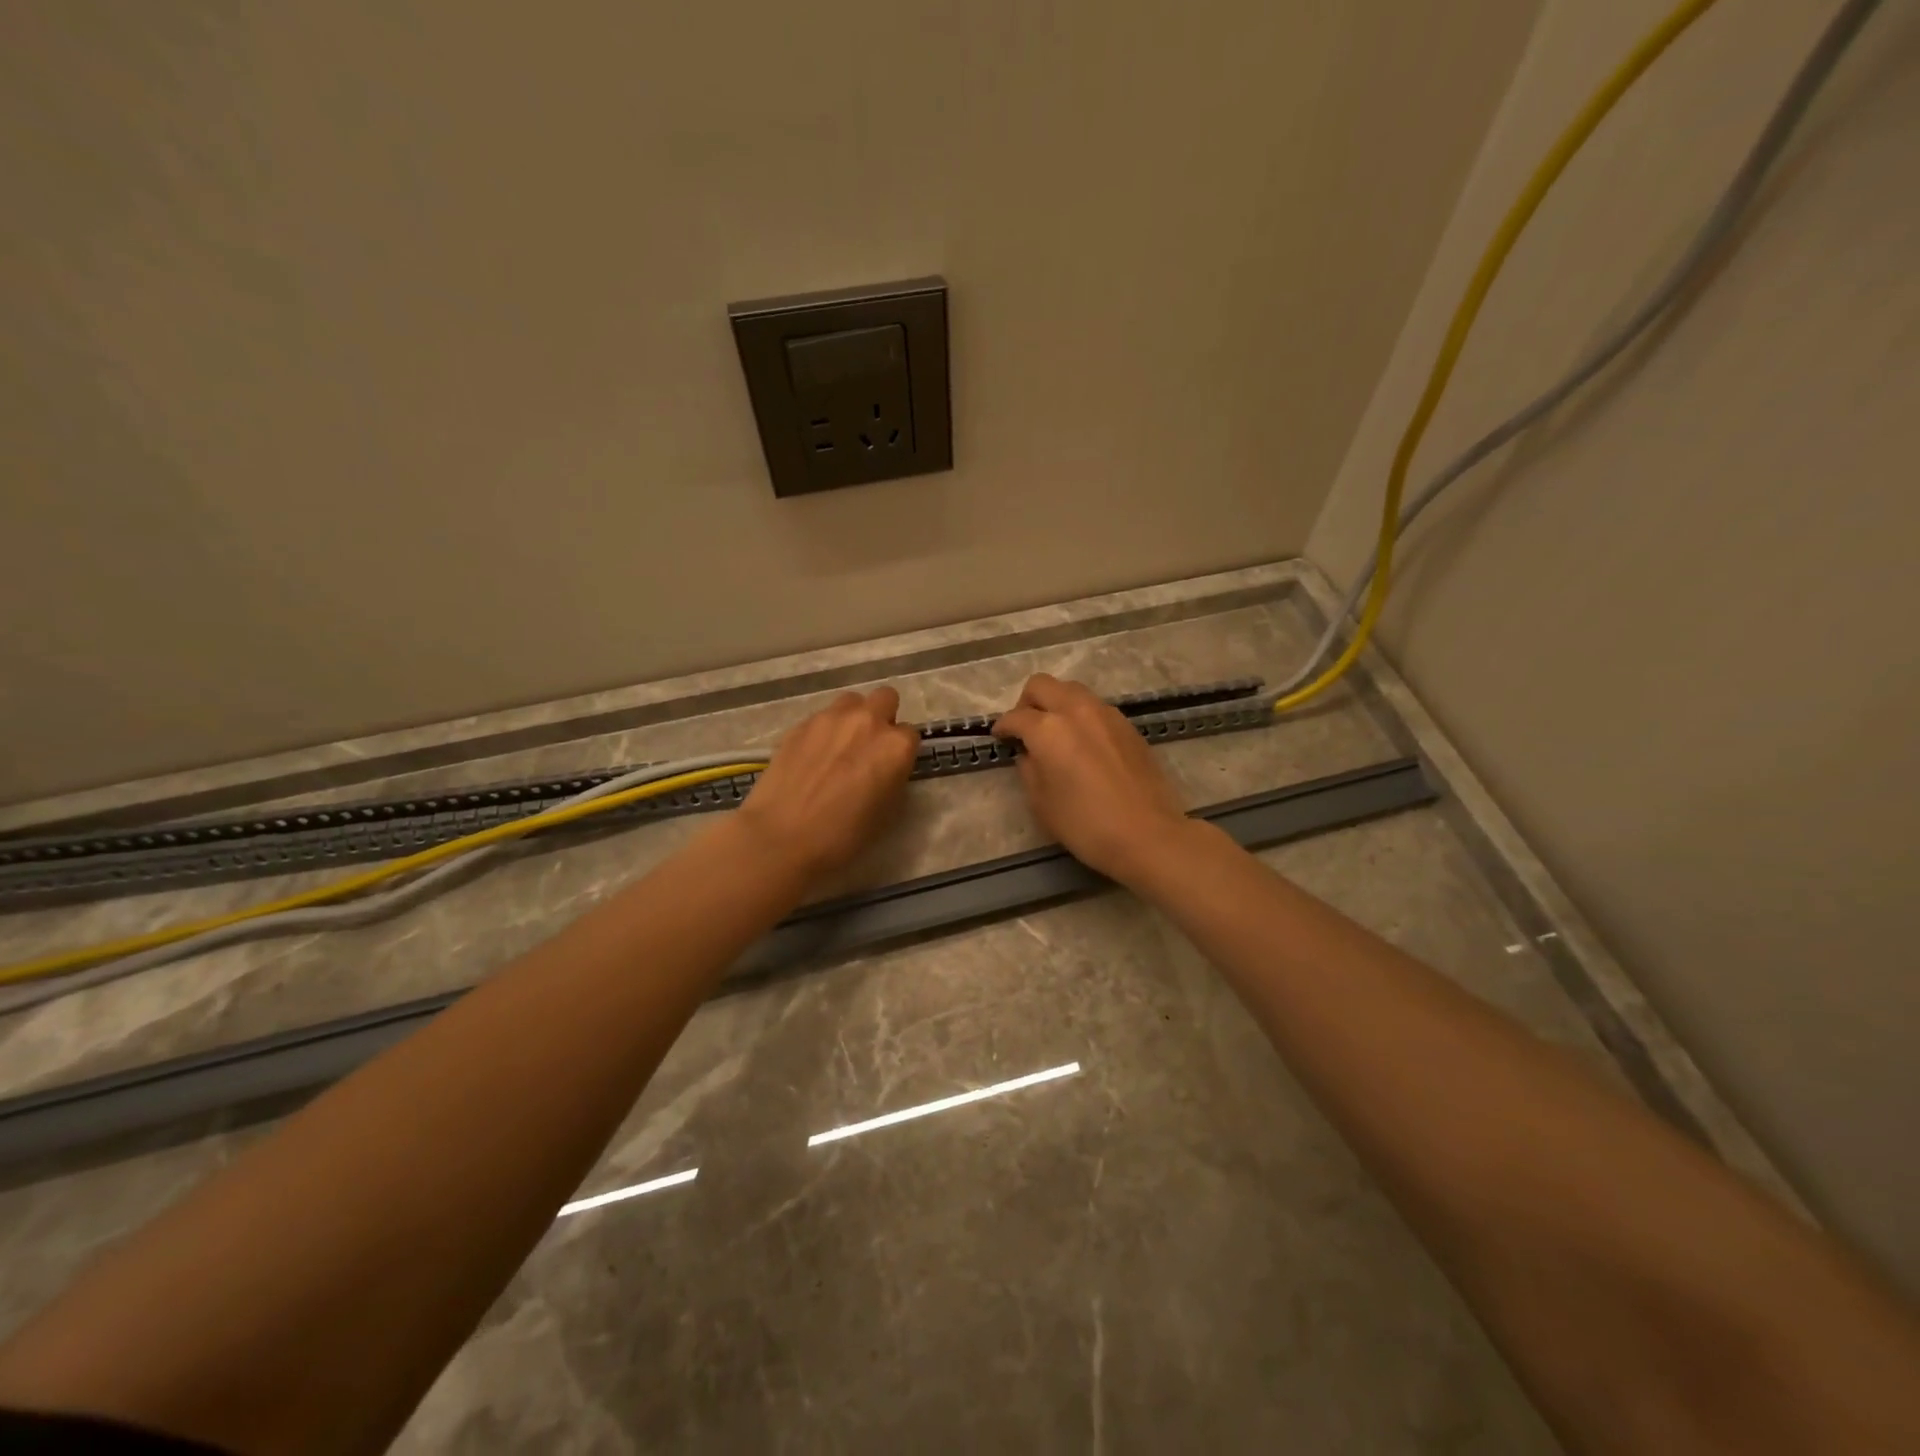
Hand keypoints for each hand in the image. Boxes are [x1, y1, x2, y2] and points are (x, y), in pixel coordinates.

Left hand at [738, 687, 919, 881]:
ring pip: (851, 702)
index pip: (910, 734)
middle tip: (869, 747)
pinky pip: (822, 717)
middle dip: (882, 717)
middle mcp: (867, 721)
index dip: (901, 752)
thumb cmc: (843, 836)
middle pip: (885, 699)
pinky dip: (824, 730)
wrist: (782, 837)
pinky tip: (812, 757)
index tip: (891, 767)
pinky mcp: (800, 723)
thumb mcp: (886, 812)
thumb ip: (892, 777)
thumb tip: (885, 768)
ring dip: (853, 717)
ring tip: (839, 746)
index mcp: (895, 747)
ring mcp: (831, 718)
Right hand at [991, 673, 1190, 883]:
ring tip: (1056, 733)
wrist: (1147, 834)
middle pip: (1043, 685)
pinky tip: (1084, 744)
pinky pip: (1095, 707)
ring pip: (1072, 690)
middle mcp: (1076, 710)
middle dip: (1027, 702)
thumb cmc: (1085, 824)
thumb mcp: (1041, 803)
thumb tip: (1029, 754)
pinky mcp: (1127, 725)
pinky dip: (1081, 716)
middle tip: (1025, 728)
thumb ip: (1029, 770)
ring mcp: (1106, 714)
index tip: (1000, 738)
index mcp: (1048, 729)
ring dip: (1057, 704)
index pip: (1016, 717)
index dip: (1003, 727)